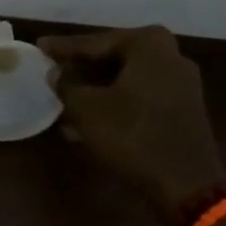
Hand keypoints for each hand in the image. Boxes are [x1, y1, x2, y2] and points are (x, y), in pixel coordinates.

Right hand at [40, 26, 225, 216]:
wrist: (185, 182)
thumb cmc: (132, 135)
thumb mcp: (88, 110)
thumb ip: (66, 86)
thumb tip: (55, 74)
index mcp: (148, 44)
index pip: (94, 42)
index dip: (63, 48)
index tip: (40, 46)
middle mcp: (170, 55)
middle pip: (113, 58)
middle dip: (81, 70)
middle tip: (52, 73)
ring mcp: (180, 83)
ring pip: (125, 81)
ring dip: (95, 91)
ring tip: (63, 102)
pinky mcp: (182, 109)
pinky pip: (139, 98)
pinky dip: (114, 105)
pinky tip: (86, 122)